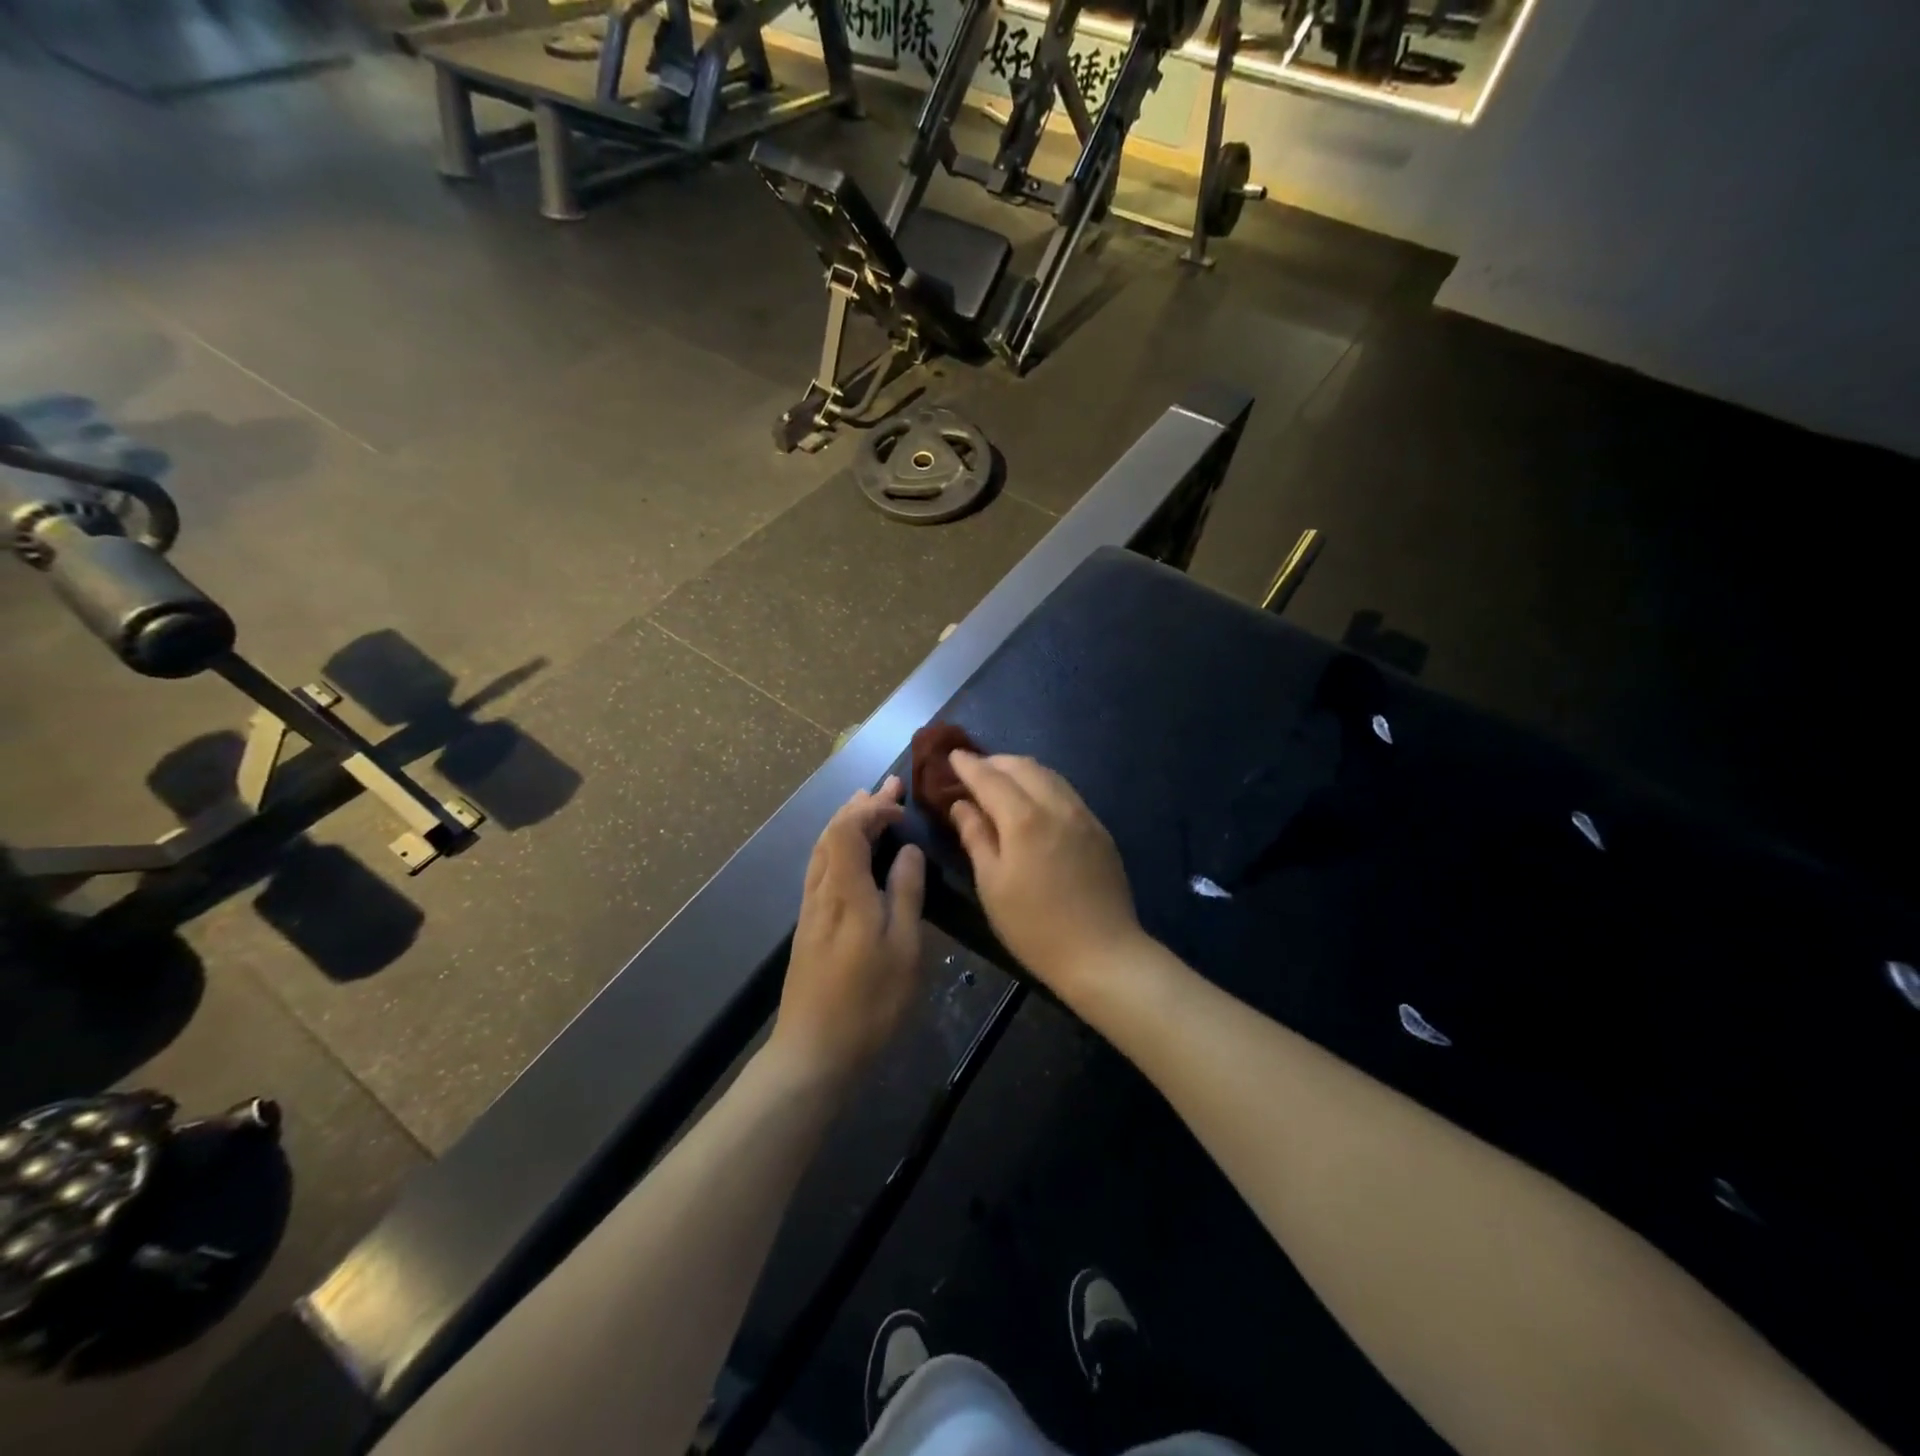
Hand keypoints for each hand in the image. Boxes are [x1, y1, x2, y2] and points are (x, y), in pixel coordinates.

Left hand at [772, 776, 924, 1087]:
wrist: (814, 1052)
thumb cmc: (869, 1002)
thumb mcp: (904, 948)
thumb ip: (905, 894)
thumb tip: (908, 851)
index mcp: (845, 891)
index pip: (850, 829)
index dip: (874, 808)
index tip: (902, 804)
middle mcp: (821, 891)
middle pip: (833, 833)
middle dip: (860, 805)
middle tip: (889, 786)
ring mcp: (810, 909)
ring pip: (823, 849)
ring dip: (846, 821)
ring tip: (867, 804)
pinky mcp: (809, 926)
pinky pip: (821, 867)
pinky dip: (838, 845)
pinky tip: (850, 853)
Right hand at [947, 752, 1142, 999]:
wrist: (1103, 953)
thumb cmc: (1035, 926)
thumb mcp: (992, 885)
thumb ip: (976, 837)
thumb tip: (961, 805)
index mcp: (1024, 819)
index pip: (990, 778)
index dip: (968, 765)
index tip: (951, 756)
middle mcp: (1056, 806)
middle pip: (1023, 766)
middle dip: (995, 762)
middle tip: (973, 770)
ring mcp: (1083, 815)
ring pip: (1048, 775)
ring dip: (1021, 770)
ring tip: (1001, 781)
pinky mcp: (1099, 830)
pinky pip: (1066, 792)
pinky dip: (1043, 785)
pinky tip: (1034, 802)